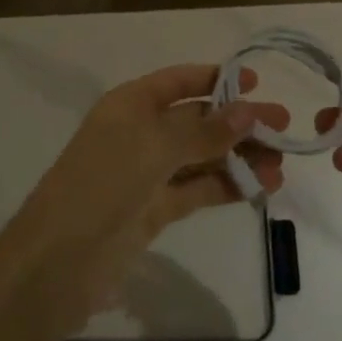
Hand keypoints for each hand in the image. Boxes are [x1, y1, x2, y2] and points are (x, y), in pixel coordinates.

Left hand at [11, 64, 288, 325]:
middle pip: (196, 120)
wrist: (58, 261)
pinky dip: (227, 186)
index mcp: (131, 104)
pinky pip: (197, 189)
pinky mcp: (154, 210)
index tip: (257, 84)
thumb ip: (205, 131)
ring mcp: (147, 173)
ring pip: (201, 157)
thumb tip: (249, 109)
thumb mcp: (155, 147)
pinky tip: (260, 188)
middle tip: (283, 128)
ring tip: (280, 165)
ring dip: (238, 157)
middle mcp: (140, 132)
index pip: (179, 82)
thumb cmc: (103, 184)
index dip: (216, 79)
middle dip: (238, 122)